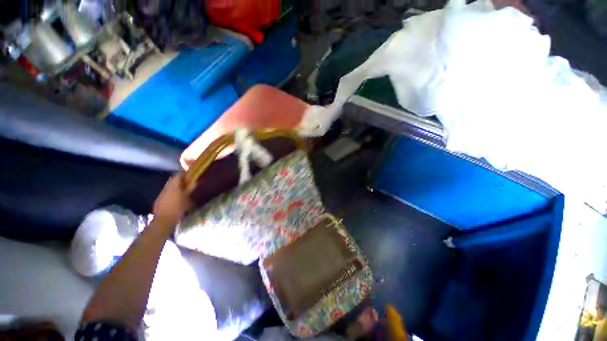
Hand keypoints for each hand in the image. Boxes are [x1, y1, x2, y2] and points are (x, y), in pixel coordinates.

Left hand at [153, 173, 191, 226]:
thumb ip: (192, 189)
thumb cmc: (179, 208)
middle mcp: (166, 187)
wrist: (164, 220)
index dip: (184, 173)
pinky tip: (176, 197)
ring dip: (175, 186)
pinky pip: (166, 193)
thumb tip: (195, 182)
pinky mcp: (159, 200)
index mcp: (174, 185)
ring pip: (169, 186)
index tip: (190, 174)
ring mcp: (161, 194)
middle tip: (187, 181)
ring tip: (183, 189)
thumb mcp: (189, 198)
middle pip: (173, 180)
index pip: (179, 175)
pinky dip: (171, 192)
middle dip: (180, 179)